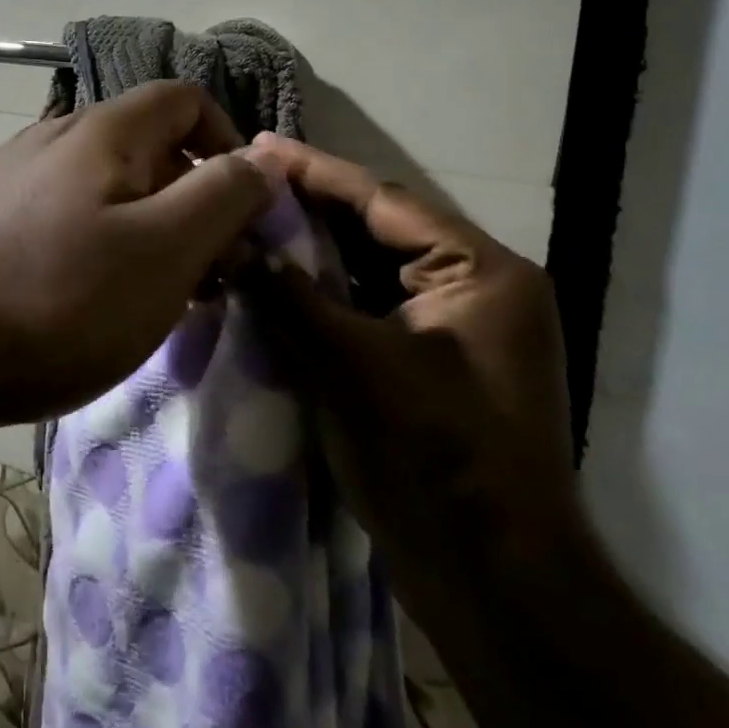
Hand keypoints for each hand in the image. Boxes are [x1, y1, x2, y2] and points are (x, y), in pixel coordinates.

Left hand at [0, 82, 275, 437]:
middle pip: (149, 147)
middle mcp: (55, 137)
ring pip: (109, 187)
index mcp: (101, 130)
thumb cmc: (58, 301)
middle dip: (194, 201)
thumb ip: (224, 195)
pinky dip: (104, 247)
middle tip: (211, 274)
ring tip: (161, 298)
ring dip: (151, 231)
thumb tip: (263, 158)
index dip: (229, 144)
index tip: (243, 211)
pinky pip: (70, 217)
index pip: (186, 99)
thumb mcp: (164, 251)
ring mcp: (16, 178)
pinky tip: (98, 301)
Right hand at [245, 134, 581, 611]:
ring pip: (372, 268)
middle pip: (379, 229)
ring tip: (252, 218)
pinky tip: (278, 278)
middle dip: (311, 207)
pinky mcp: (434, 361)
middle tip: (246, 179)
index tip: (259, 146)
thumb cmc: (434, 459)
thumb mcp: (353, 366)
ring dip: (314, 249)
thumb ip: (290, 297)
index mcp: (482, 272)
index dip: (315, 173)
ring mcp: (457, 327)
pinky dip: (327, 291)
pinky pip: (372, 306)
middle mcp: (478, 287)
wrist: (495, 581)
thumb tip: (233, 245)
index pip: (384, 202)